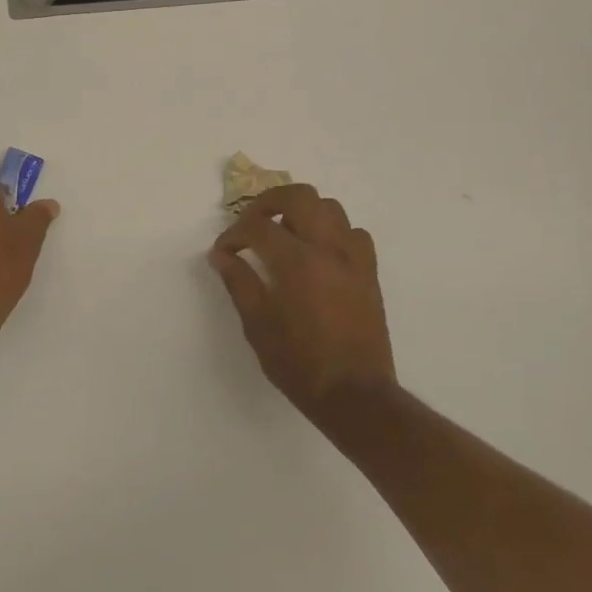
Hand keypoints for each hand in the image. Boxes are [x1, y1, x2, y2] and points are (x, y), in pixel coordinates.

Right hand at [209, 183, 395, 422]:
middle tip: (252, 223)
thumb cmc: (299, 363)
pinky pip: (353, 233)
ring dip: (302, 211)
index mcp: (296, 262)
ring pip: (330, 207)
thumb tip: (221, 255)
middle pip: (299, 196)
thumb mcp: (257, 325)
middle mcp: (327, 249)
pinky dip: (332, 231)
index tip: (223, 251)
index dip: (234, 234)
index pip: (258, 227)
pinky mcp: (369, 272)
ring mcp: (353, 258)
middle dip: (268, 202)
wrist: (354, 394)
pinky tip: (318, 252)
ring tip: (284, 231)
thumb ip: (238, 282)